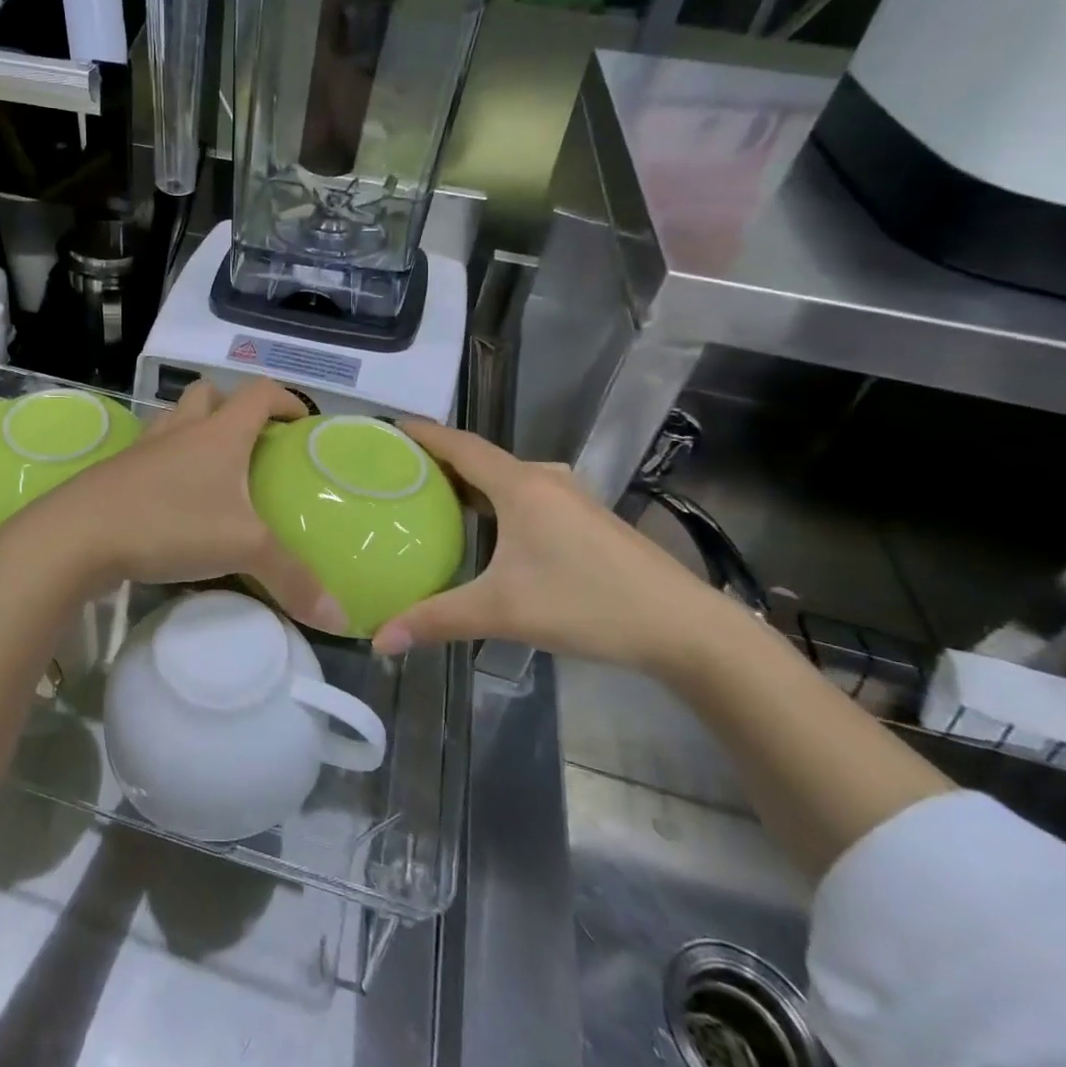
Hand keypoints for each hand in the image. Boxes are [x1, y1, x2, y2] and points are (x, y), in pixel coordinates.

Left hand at [11, 380, 346, 634]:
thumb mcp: (242, 549)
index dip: (284, 398)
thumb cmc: (170, 523)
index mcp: (218, 434)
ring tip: (210, 467)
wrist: (79, 535)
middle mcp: (180, 430)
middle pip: (207, 393)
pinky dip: (165, 463)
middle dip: (231, 406)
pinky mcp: (116, 473)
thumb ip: (292, 579)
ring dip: (193, 430)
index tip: (300, 421)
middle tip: (249, 441)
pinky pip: (149, 454)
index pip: (258, 393)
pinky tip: (171, 500)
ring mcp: (143, 449)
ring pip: (173, 420)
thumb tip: (339, 618)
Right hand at [371, 421, 741, 675]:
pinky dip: (498, 499)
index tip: (389, 427)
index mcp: (521, 486)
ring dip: (472, 482)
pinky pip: (528, 494)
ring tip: (435, 497)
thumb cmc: (588, 604)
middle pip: (482, 458)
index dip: (424, 433)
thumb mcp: (503, 612)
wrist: (686, 628)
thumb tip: (380, 639)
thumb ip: (436, 620)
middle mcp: (545, 480)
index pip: (460, 445)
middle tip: (400, 472)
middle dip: (441, 460)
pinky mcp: (588, 520)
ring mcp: (572, 498)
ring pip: (508, 478)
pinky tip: (489, 528)